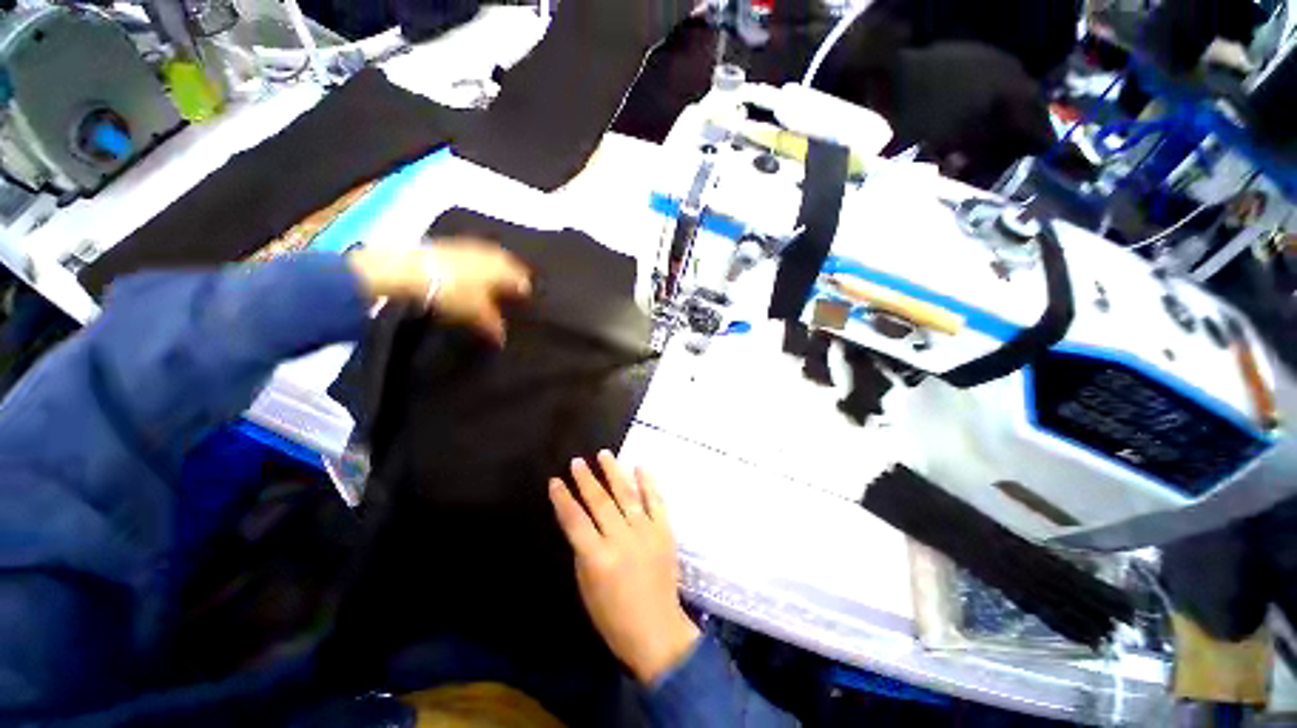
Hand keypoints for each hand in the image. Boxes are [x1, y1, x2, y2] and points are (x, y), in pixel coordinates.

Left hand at [347, 238, 530, 343]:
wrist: (411, 270)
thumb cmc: (455, 293)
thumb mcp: (478, 316)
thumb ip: (494, 327)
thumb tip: (503, 340)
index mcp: (507, 271)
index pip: (524, 283)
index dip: (524, 296)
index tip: (522, 307)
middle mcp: (495, 255)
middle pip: (511, 268)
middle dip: (511, 280)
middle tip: (509, 295)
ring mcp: (474, 247)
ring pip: (493, 260)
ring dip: (494, 271)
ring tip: (490, 286)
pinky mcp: (454, 243)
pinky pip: (475, 256)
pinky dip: (476, 266)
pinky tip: (468, 276)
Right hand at [549, 451, 700, 684]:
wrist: (657, 629)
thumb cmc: (614, 617)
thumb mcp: (586, 588)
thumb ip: (583, 551)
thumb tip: (581, 522)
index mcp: (598, 558)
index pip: (575, 520)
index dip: (562, 499)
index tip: (555, 481)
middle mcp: (621, 539)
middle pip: (600, 502)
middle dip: (586, 479)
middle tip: (578, 461)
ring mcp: (646, 532)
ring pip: (627, 494)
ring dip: (614, 472)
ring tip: (604, 454)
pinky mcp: (664, 530)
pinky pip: (656, 501)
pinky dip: (647, 482)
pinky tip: (639, 466)